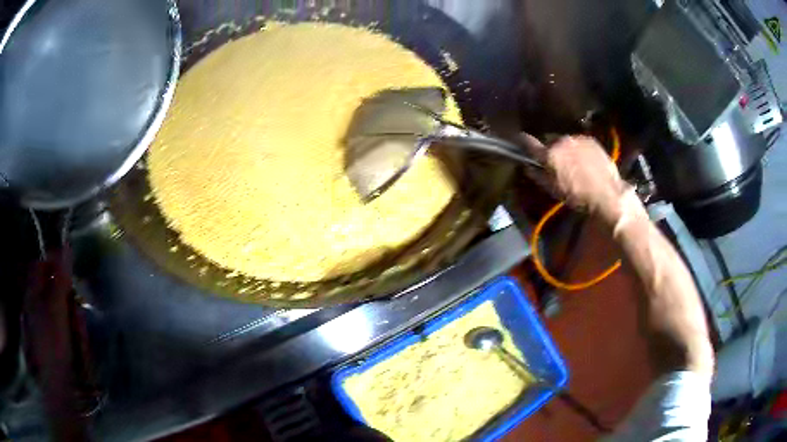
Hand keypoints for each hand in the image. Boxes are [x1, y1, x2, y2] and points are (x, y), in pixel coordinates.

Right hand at [524, 135, 628, 224]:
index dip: (523, 142)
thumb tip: (528, 167)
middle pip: (550, 141)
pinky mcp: (590, 140)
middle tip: (555, 162)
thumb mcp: (554, 190)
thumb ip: (538, 176)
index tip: (519, 140)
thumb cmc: (578, 196)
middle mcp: (561, 141)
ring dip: (565, 149)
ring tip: (573, 163)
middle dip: (550, 150)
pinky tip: (585, 161)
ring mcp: (577, 138)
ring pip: (565, 141)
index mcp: (550, 154)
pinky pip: (579, 142)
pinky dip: (578, 149)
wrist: (607, 193)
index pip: (529, 142)